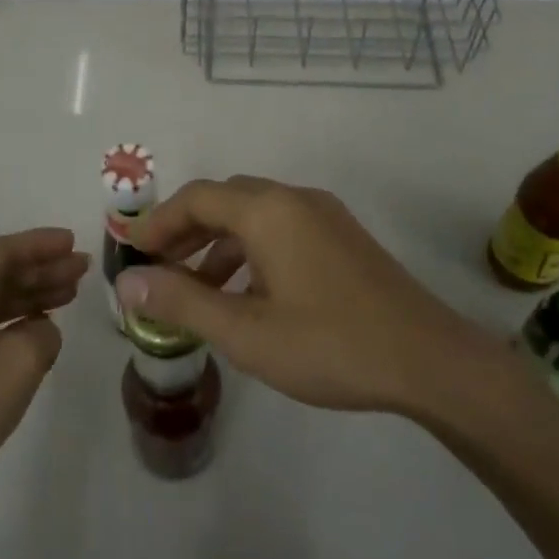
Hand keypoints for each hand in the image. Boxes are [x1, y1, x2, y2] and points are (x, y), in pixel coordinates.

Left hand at [0, 228, 87, 534]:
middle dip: (41, 270)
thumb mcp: (20, 361)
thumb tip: (42, 331)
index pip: (2, 252)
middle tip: (81, 269)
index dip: (40, 245)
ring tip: (70, 295)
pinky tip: (41, 330)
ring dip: (31, 297)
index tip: (74, 241)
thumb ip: (44, 333)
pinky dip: (15, 325)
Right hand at [122, 177, 517, 417]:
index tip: (129, 250)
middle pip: (224, 200)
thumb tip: (127, 281)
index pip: (197, 198)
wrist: (430, 361)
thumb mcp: (246, 332)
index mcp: (269, 210)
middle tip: (156, 266)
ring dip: (217, 244)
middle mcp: (295, 199)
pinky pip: (281, 230)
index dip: (158, 221)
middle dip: (185, 230)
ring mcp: (324, 216)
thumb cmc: (331, 344)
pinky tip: (245, 294)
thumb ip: (182, 302)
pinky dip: (250, 252)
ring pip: (254, 216)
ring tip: (193, 289)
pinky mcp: (343, 238)